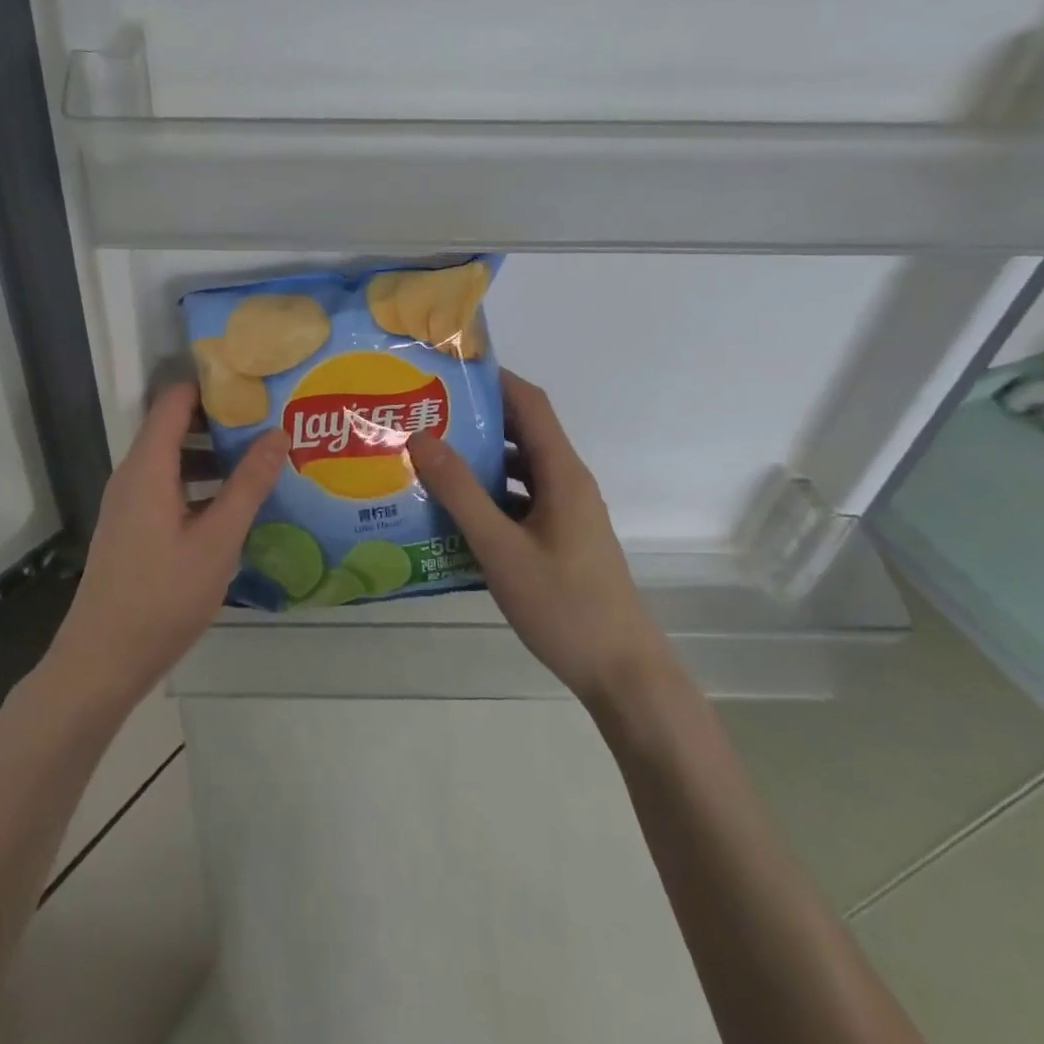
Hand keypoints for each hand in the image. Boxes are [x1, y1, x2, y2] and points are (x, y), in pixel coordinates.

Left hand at [44, 382, 287, 709]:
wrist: (102, 661)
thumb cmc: (162, 596)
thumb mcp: (217, 540)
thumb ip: (248, 485)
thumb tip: (278, 433)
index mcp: (148, 466)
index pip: (175, 400)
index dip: (212, 385)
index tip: (256, 385)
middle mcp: (133, 474)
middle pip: (175, 426)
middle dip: (222, 421)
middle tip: (272, 421)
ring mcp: (130, 502)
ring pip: (174, 460)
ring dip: (214, 456)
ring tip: (263, 460)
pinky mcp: (133, 527)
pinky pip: (168, 486)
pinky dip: (200, 484)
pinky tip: (235, 505)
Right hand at [406, 370, 664, 703]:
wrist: (621, 672)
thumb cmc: (563, 605)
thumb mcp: (501, 548)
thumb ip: (461, 492)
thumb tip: (422, 437)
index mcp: (562, 473)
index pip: (530, 403)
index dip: (494, 378)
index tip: (447, 371)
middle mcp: (567, 483)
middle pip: (522, 432)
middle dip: (476, 418)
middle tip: (424, 414)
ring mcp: (566, 513)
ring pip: (520, 469)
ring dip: (480, 460)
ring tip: (428, 458)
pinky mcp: (560, 539)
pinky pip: (520, 501)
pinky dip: (489, 496)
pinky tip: (453, 513)